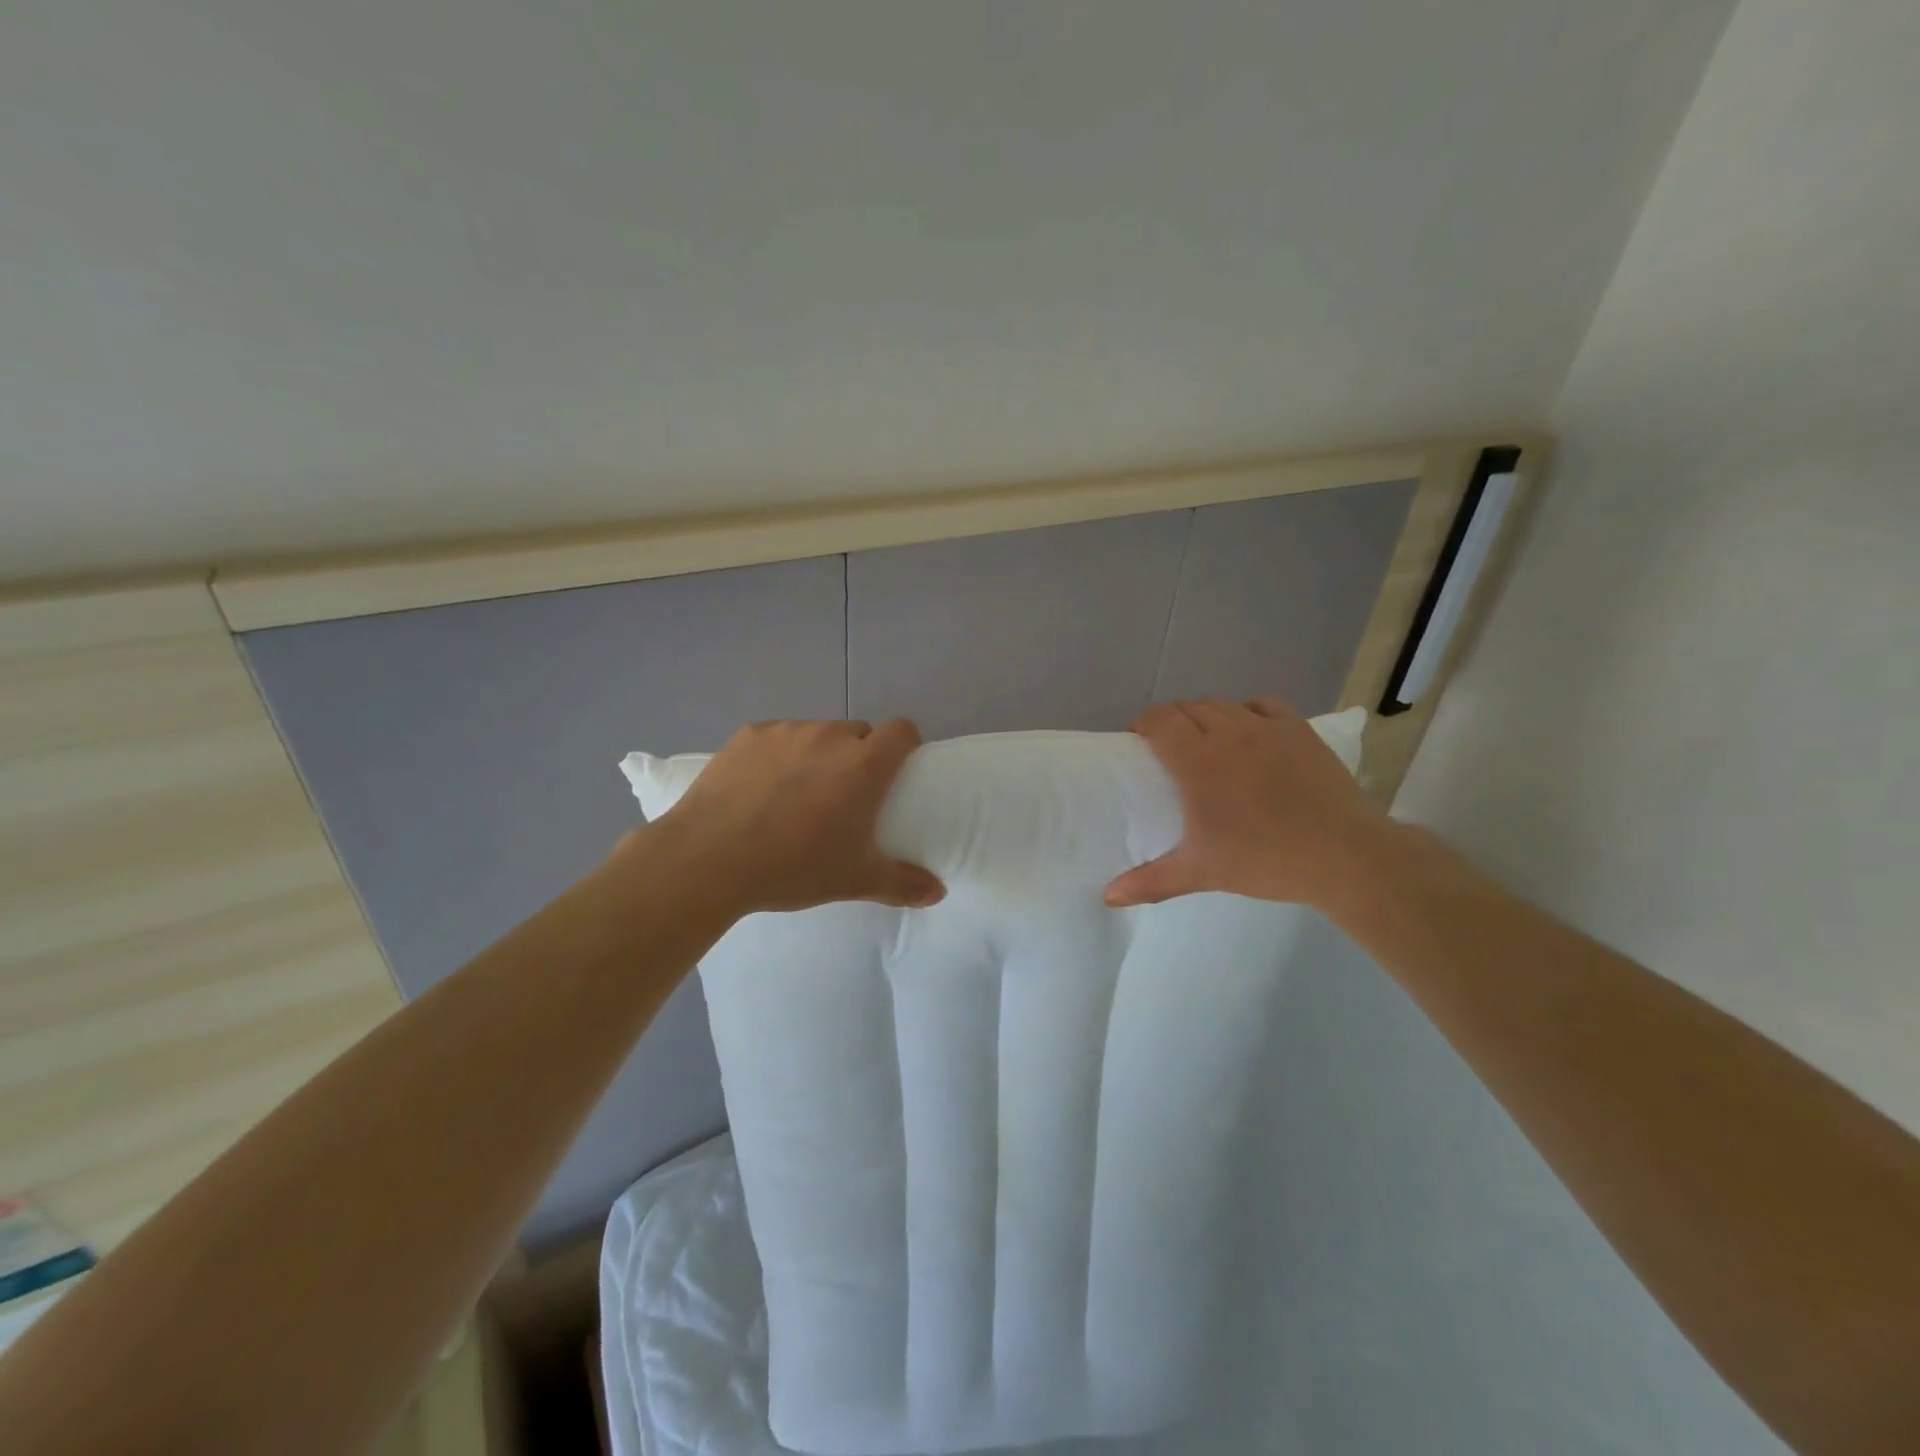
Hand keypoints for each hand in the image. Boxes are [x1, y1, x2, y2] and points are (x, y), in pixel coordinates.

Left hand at [646, 718, 944, 914]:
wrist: (709, 859)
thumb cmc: (794, 867)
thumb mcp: (855, 880)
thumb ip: (903, 884)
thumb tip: (938, 893)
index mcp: (864, 764)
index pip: (901, 730)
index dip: (904, 745)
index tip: (896, 770)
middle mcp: (830, 736)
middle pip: (858, 732)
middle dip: (859, 754)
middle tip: (843, 793)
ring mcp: (786, 731)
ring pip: (816, 733)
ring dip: (817, 754)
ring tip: (796, 792)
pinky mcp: (748, 734)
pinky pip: (776, 737)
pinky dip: (778, 755)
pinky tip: (759, 787)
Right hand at [1104, 698, 1391, 908]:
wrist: (1344, 856)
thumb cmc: (1264, 860)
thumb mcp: (1200, 872)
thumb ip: (1150, 880)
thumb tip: (1108, 897)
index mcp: (1197, 760)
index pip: (1160, 720)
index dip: (1144, 724)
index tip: (1140, 742)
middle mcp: (1228, 732)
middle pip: (1188, 708)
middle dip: (1171, 721)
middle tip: (1169, 750)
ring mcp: (1267, 727)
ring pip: (1223, 705)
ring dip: (1206, 717)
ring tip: (1207, 743)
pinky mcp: (1299, 729)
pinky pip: (1262, 704)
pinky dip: (1246, 712)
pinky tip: (1249, 733)